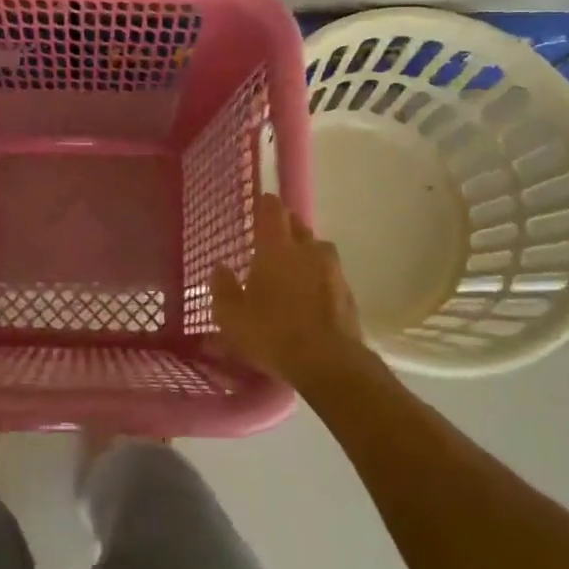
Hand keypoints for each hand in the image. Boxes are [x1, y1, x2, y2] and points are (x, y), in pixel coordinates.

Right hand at [212, 193, 367, 387]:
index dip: (265, 204)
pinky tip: (309, 298)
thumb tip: (220, 268)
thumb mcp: (232, 317)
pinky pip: (330, 275)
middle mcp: (308, 249)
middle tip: (269, 242)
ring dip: (304, 254)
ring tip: (291, 271)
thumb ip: (222, 288)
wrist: (330, 364)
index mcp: (277, 247)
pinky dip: (319, 279)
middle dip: (285, 228)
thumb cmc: (272, 333)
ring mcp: (333, 271)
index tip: (257, 206)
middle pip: (298, 225)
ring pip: (317, 250)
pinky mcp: (348, 293)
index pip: (273, 209)